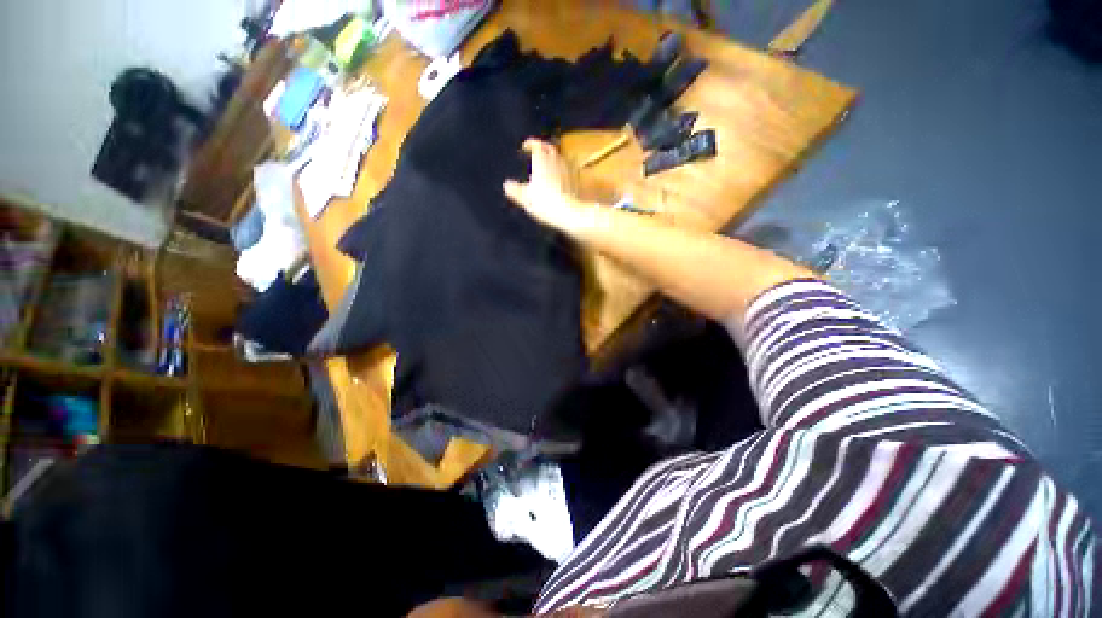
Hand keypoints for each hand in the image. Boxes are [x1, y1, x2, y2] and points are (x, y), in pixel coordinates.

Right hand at [503, 138, 587, 229]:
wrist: (569, 212)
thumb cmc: (545, 203)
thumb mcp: (525, 198)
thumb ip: (515, 190)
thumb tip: (507, 186)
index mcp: (541, 161)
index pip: (536, 144)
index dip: (530, 143)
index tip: (525, 146)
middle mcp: (556, 161)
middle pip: (550, 148)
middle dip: (543, 148)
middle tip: (537, 153)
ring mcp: (568, 170)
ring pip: (560, 158)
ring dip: (553, 159)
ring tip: (547, 166)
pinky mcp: (576, 181)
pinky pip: (568, 170)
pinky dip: (562, 171)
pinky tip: (560, 179)